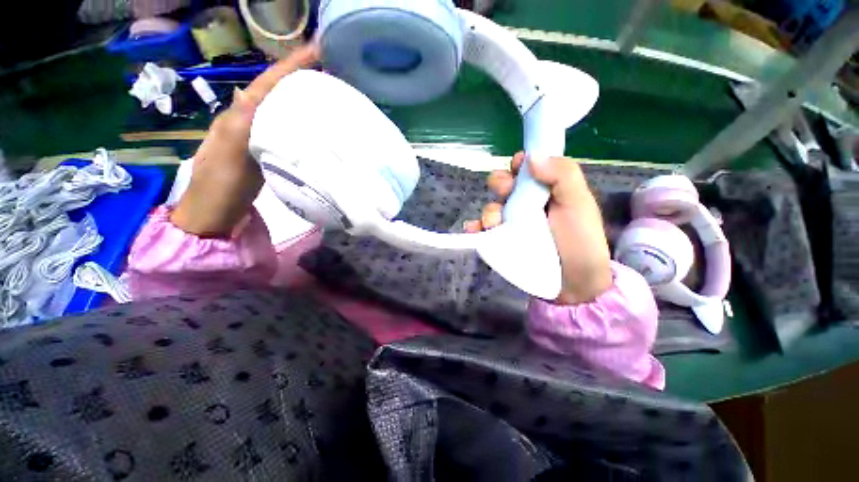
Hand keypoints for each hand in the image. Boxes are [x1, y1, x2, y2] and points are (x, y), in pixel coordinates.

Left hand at [171, 44, 319, 236]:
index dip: (291, 65)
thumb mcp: (232, 153)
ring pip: (282, 108)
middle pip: (276, 91)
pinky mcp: (266, 151)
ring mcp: (257, 136)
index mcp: (239, 115)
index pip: (268, 82)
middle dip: (300, 75)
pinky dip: (300, 121)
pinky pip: (285, 129)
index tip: (318, 50)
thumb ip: (243, 123)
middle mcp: (247, 119)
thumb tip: (252, 92)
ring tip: (326, 92)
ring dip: (301, 96)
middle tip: (329, 70)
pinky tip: (313, 124)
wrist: (215, 214)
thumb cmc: (221, 186)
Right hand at [465, 153, 612, 303]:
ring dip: (488, 210)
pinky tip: (473, 231)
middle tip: (505, 193)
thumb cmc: (580, 242)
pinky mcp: (501, 241)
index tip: (517, 167)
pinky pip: (482, 230)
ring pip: (491, 206)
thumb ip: (562, 175)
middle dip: (499, 184)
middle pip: (504, 184)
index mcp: (546, 189)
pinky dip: (475, 228)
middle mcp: (526, 203)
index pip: (526, 167)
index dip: (518, 164)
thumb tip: (531, 156)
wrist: (573, 285)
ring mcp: (511, 223)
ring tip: (493, 223)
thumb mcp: (579, 204)